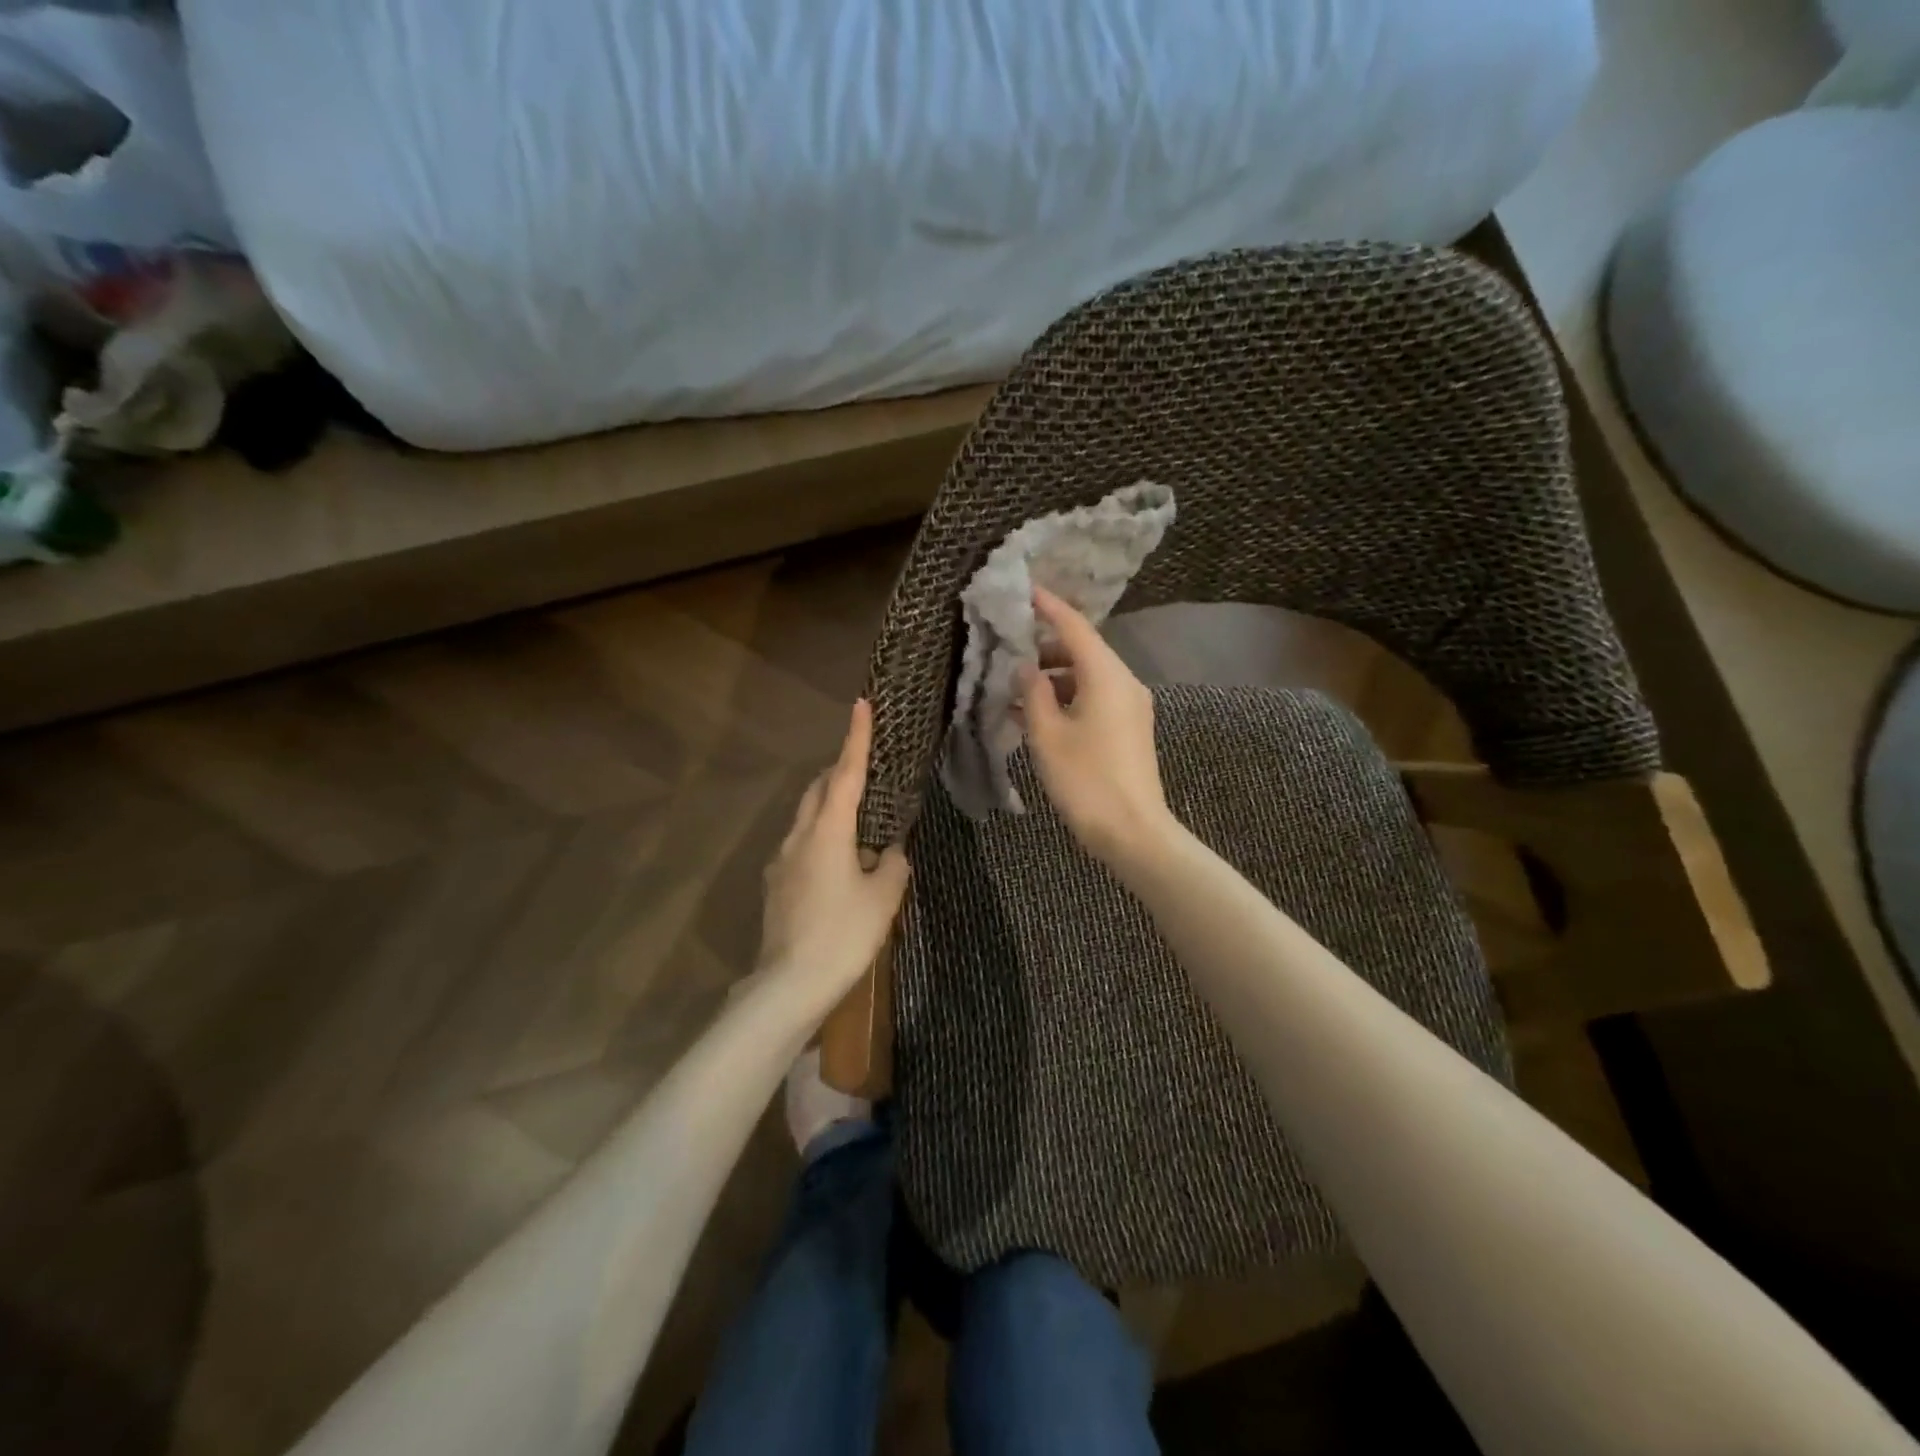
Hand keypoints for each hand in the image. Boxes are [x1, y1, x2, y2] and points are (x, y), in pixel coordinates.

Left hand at [755, 699, 910, 1007]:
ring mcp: (782, 860)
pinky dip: (821, 837)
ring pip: (806, 817)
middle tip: (866, 770)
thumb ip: (893, 866)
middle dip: (840, 772)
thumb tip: (891, 853)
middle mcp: (799, 837)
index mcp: (828, 832)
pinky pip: (801, 845)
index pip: (846, 774)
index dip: (856, 738)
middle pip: (818, 790)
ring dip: (829, 806)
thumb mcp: (883, 900)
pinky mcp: (776, 884)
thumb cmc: (843, 935)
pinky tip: (839, 864)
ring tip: (859, 822)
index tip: (861, 705)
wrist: (789, 985)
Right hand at [1019, 587, 1175, 867]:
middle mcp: (1123, 682)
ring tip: (1015, 690)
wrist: (1132, 831)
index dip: (1048, 607)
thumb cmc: (1085, 780)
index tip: (1024, 590)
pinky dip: (1066, 699)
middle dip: (1044, 648)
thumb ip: (1032, 692)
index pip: (1074, 627)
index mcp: (1106, 676)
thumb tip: (1025, 667)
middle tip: (1008, 651)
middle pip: (1082, 650)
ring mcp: (1129, 706)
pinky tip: (1036, 714)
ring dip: (1052, 678)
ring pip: (1086, 676)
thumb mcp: (1047, 734)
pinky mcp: (1128, 728)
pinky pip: (1094, 699)